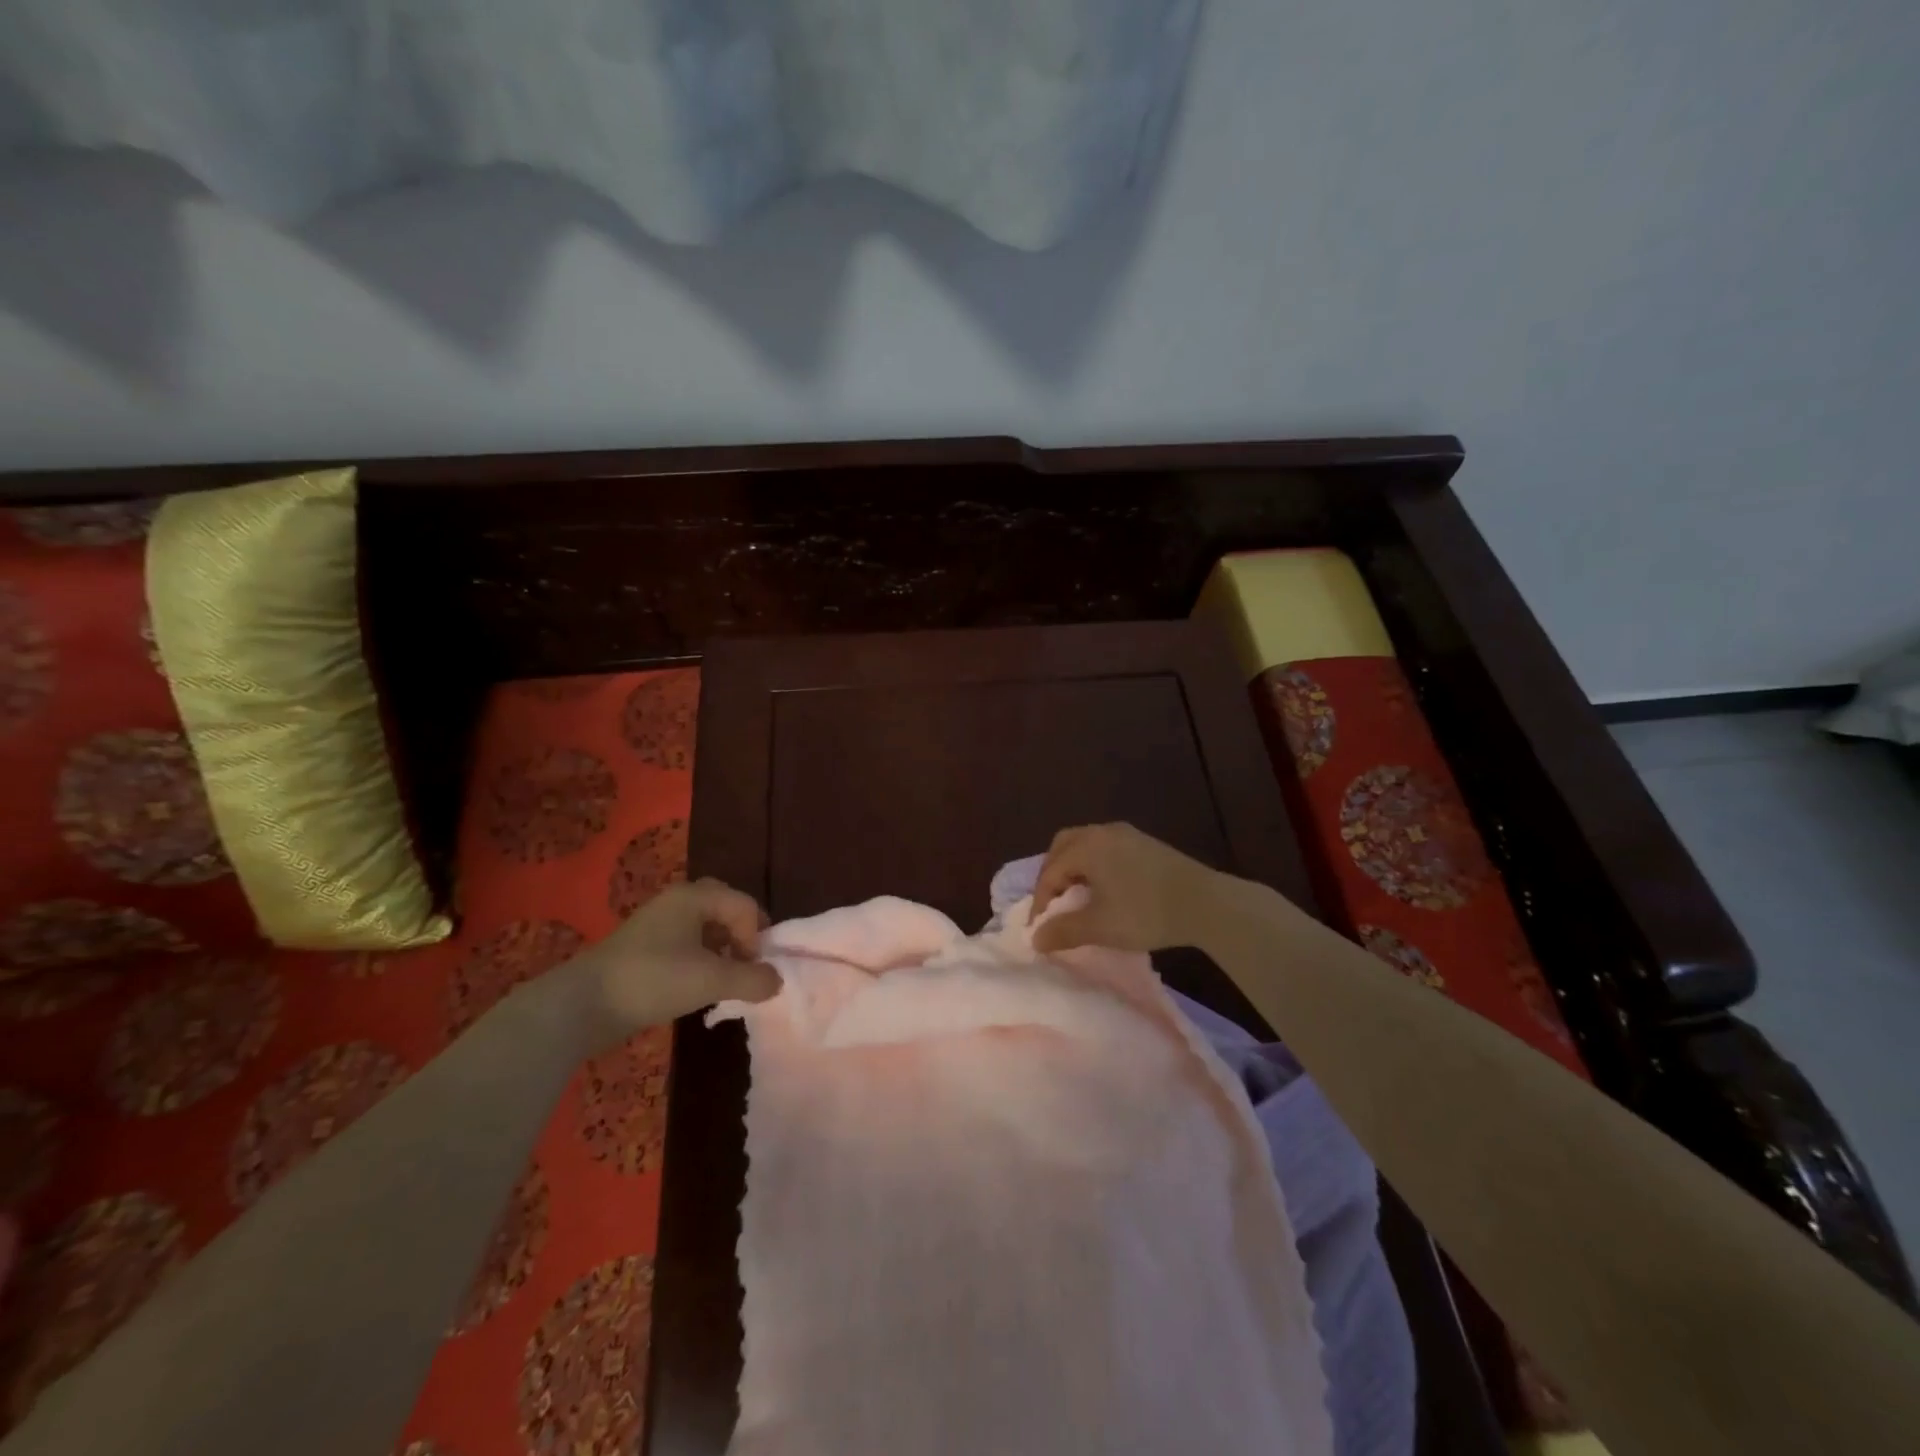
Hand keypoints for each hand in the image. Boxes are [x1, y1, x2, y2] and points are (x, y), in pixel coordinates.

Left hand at [567, 879, 779, 1047]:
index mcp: (695, 896)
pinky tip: (696, 984)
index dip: (756, 937)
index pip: (745, 905)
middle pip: (724, 907)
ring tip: (723, 978)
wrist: (582, 1005)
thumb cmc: (653, 980)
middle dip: (741, 934)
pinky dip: (699, 957)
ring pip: (703, 925)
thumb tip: (777, 980)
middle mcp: (677, 900)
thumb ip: (752, 979)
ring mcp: (657, 922)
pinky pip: (684, 941)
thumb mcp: (711, 980)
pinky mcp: (643, 947)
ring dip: (721, 948)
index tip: (750, 969)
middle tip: (745, 962)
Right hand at [1030, 823, 1224, 953]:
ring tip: (1076, 897)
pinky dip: (1094, 865)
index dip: (1040, 901)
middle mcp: (1102, 832)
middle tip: (1052, 903)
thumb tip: (1035, 939)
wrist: (1205, 903)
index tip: (1040, 929)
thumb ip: (1063, 931)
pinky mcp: (1145, 843)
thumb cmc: (1145, 913)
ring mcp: (1127, 834)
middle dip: (1052, 874)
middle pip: (1063, 846)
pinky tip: (1105, 889)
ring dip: (1074, 868)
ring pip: (1086, 844)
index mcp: (1086, 847)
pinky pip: (1106, 847)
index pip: (1050, 871)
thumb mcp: (1099, 927)